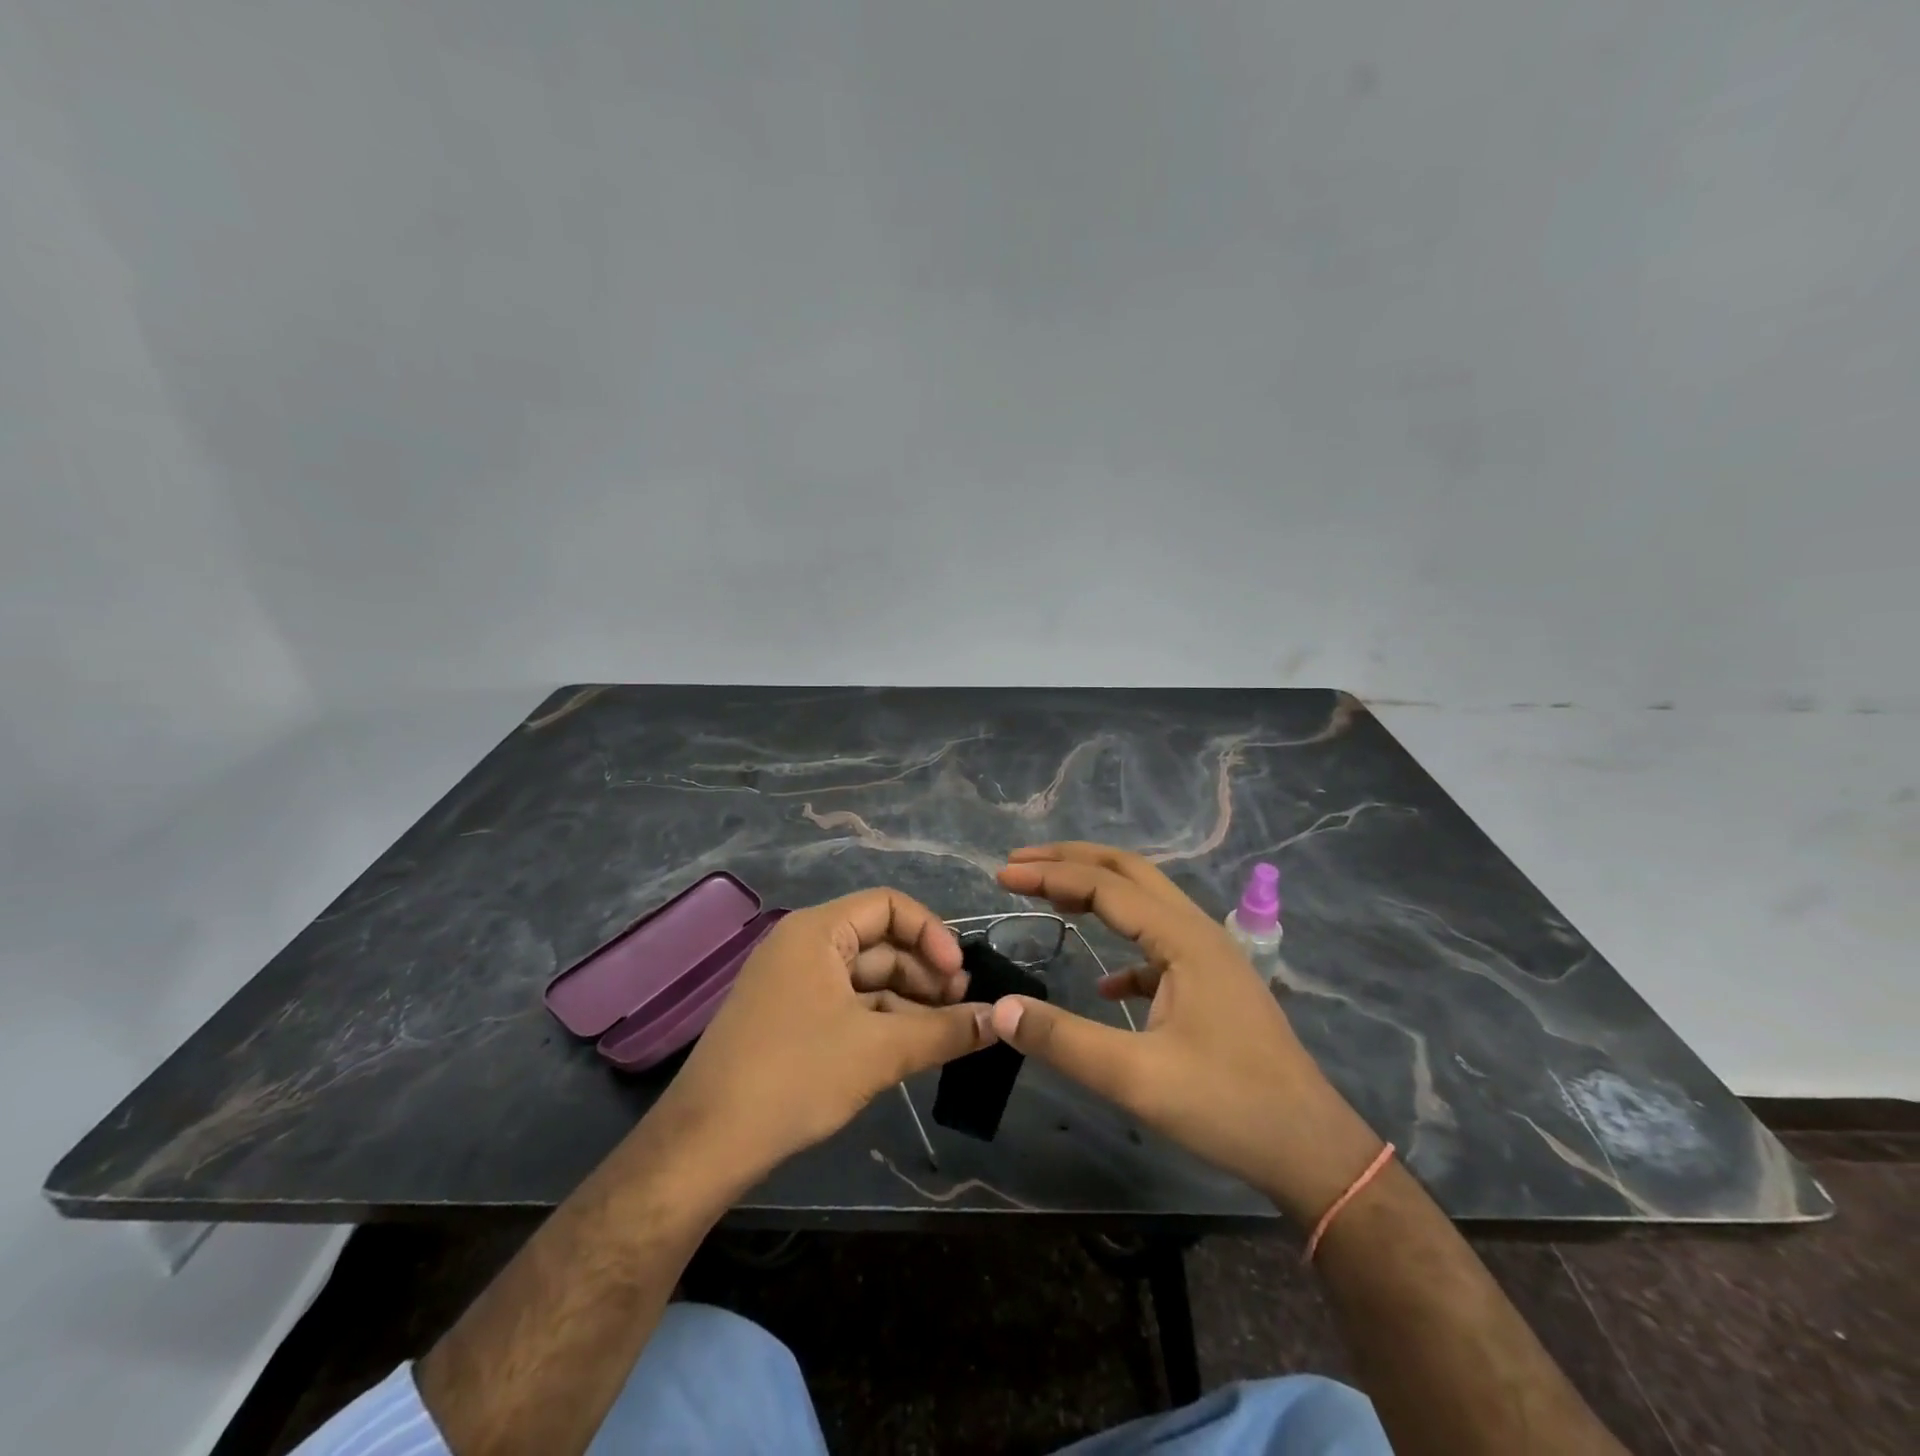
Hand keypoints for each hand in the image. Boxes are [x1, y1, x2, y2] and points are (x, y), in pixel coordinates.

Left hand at [647, 888, 994, 1189]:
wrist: (705, 1144)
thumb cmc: (795, 1076)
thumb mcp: (879, 1051)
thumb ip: (945, 1031)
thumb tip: (1001, 1020)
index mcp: (818, 931)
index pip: (889, 905)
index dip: (931, 934)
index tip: (960, 975)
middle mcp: (804, 946)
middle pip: (880, 942)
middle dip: (925, 972)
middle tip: (963, 1010)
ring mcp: (793, 984)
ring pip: (866, 978)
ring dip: (908, 1000)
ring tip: (946, 1033)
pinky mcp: (789, 1019)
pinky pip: (847, 1004)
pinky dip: (881, 1020)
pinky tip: (911, 1047)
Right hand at [987, 843, 1383, 1226]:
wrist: (1311, 1150)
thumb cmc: (1227, 1106)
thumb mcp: (1136, 1078)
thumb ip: (1063, 1040)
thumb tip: (999, 1010)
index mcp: (1183, 938)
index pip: (1104, 885)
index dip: (1049, 875)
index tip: (1002, 876)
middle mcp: (1198, 931)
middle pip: (1129, 872)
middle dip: (1072, 861)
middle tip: (1020, 865)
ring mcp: (1210, 957)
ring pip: (1146, 903)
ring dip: (1097, 892)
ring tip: (1050, 897)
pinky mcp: (1214, 986)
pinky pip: (1160, 946)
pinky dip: (1124, 947)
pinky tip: (1105, 983)